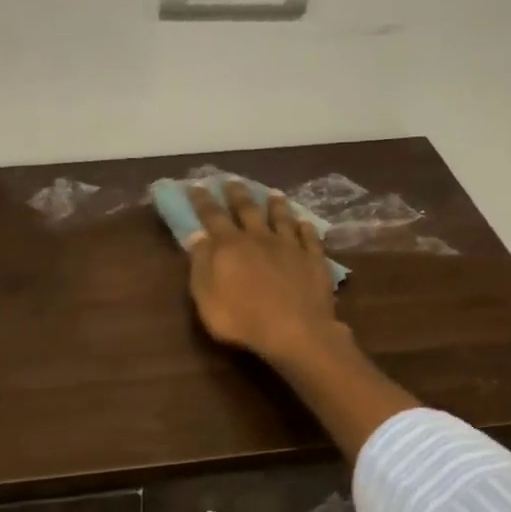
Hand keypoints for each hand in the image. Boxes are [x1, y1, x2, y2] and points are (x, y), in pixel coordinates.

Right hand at [184, 180, 344, 365]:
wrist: (295, 331)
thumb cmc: (241, 319)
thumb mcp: (207, 297)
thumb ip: (201, 265)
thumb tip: (197, 237)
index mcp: (230, 246)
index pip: (212, 216)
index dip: (202, 201)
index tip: (196, 185)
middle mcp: (259, 238)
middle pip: (247, 210)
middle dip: (237, 194)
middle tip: (232, 180)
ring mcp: (290, 247)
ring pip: (282, 218)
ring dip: (276, 205)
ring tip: (273, 193)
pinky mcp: (314, 260)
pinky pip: (310, 238)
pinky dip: (306, 228)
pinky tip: (305, 223)